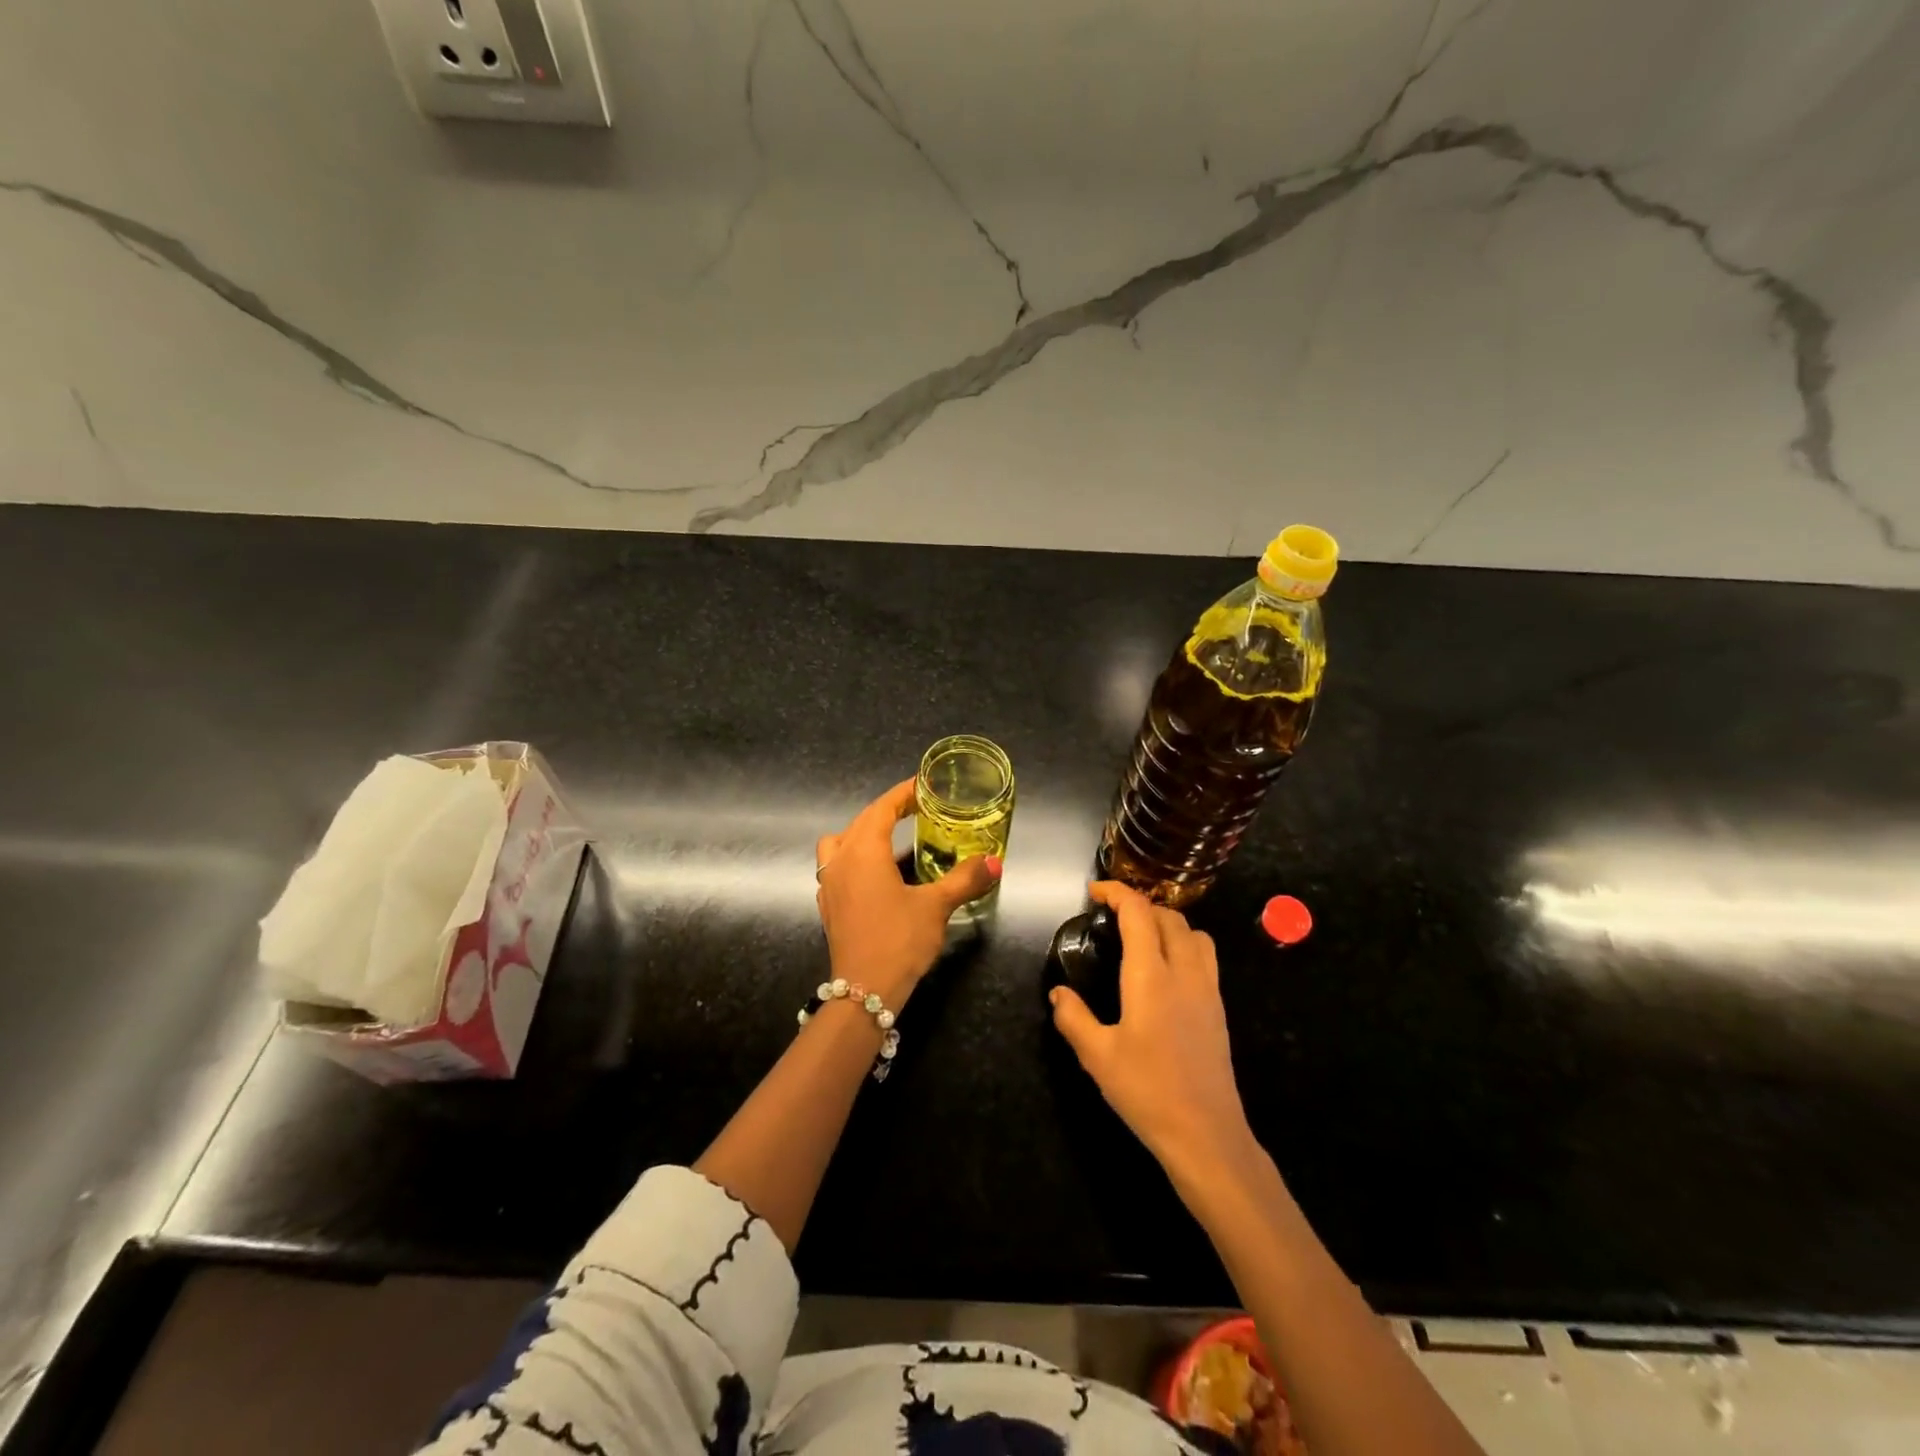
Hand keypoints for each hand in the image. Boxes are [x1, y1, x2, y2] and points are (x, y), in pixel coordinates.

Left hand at [815, 779, 1001, 1005]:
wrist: (864, 990)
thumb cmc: (899, 940)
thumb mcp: (936, 906)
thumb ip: (964, 879)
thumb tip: (995, 861)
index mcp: (864, 852)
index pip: (882, 808)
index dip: (903, 793)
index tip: (924, 785)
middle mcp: (841, 860)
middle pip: (862, 821)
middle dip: (888, 809)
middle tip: (918, 807)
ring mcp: (830, 883)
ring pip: (840, 841)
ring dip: (863, 832)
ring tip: (891, 838)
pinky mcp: (828, 904)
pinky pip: (836, 865)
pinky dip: (854, 856)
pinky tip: (876, 873)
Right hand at [1050, 881, 1256, 1180]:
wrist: (1206, 1134)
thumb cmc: (1147, 1091)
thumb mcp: (1097, 1056)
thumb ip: (1073, 1018)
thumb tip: (1059, 993)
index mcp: (1151, 975)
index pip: (1138, 912)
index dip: (1117, 892)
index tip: (1094, 892)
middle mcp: (1184, 971)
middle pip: (1168, 915)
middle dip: (1140, 905)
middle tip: (1112, 916)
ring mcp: (1207, 989)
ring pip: (1194, 932)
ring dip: (1167, 922)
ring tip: (1141, 937)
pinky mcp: (1218, 1008)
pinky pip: (1205, 956)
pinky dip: (1184, 943)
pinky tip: (1165, 971)